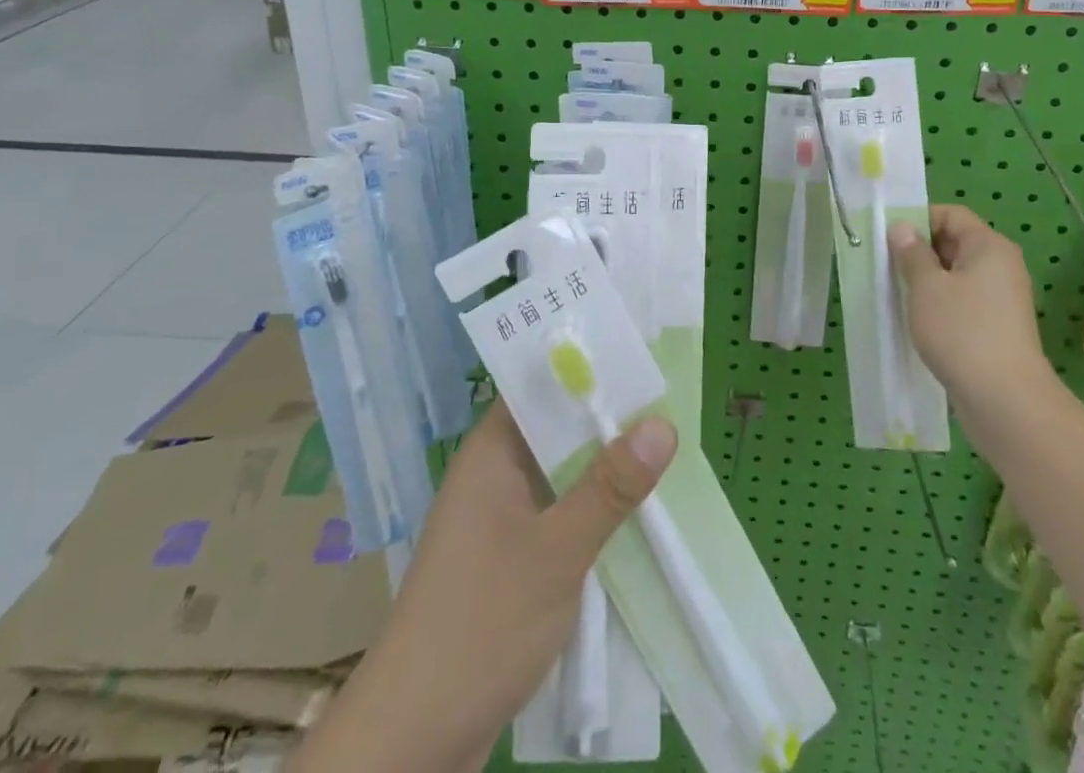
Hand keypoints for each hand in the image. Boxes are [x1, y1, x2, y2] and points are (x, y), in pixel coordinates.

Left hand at [297, 401, 676, 772]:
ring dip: (603, 466)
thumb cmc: (481, 622)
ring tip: (666, 444)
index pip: (539, 383)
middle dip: (607, 418)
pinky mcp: (510, 560)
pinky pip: (559, 513)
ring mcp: (500, 519)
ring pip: (561, 473)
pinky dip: (592, 508)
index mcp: (491, 452)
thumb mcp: (556, 551)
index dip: (585, 365)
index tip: (638, 350)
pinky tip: (635, 511)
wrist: (415, 738)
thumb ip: (610, 487)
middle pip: (556, 427)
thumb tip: (663, 422)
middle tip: (669, 397)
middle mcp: (493, 474)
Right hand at [889, 206, 1047, 398]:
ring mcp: (1002, 299)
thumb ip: (911, 253)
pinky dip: (940, 304)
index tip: (889, 238)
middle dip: (920, 251)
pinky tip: (919, 320)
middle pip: (955, 242)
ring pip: (957, 275)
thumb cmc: (962, 331)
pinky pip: (963, 301)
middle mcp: (1001, 266)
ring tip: (897, 293)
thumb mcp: (926, 287)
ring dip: (927, 280)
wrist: (1006, 401)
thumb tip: (903, 228)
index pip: (951, 214)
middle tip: (887, 265)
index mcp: (989, 246)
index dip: (919, 219)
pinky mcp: (997, 327)